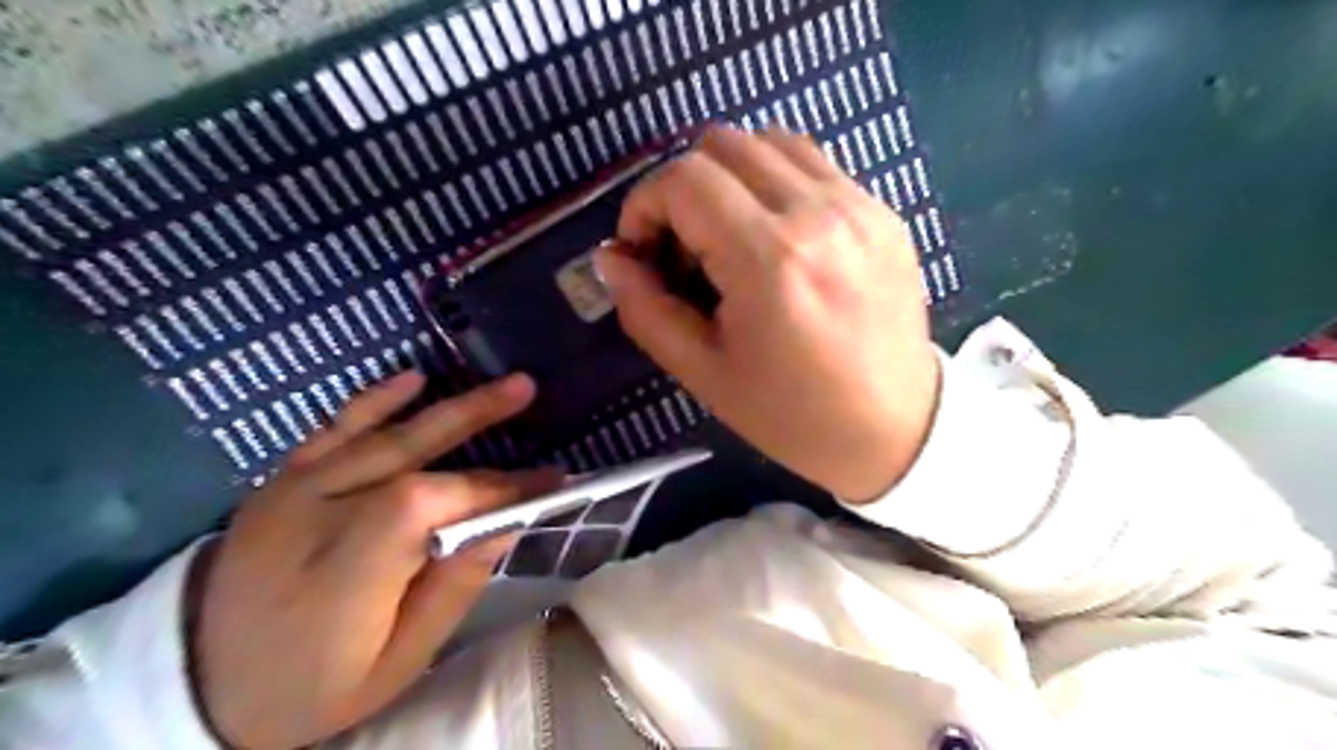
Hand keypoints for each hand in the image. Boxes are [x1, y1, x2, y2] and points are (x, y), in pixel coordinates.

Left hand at [186, 373, 560, 747]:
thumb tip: (504, 525)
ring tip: (502, 385)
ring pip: (382, 437)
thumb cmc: (313, 683)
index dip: (493, 489)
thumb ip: (451, 591)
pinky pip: (331, 431)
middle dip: (477, 421)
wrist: (198, 681)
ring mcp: (292, 493)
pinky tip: (413, 379)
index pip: (429, 507)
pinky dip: (375, 402)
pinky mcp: (282, 481)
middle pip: (410, 460)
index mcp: (344, 577)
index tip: (548, 483)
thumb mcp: (395, 664)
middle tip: (528, 391)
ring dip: (449, 407)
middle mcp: (315, 521)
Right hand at [599, 126, 938, 503]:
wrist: (895, 429)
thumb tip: (612, 256)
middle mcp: (818, 214)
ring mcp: (860, 205)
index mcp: (770, 260)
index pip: (684, 180)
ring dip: (729, 177)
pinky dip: (774, 183)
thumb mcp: (704, 374)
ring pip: (769, 140)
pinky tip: (775, 237)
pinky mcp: (883, 212)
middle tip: (684, 247)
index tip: (644, 251)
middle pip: (722, 144)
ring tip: (729, 236)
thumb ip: (646, 309)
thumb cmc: (793, 415)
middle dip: (682, 187)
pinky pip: (812, 164)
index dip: (644, 206)